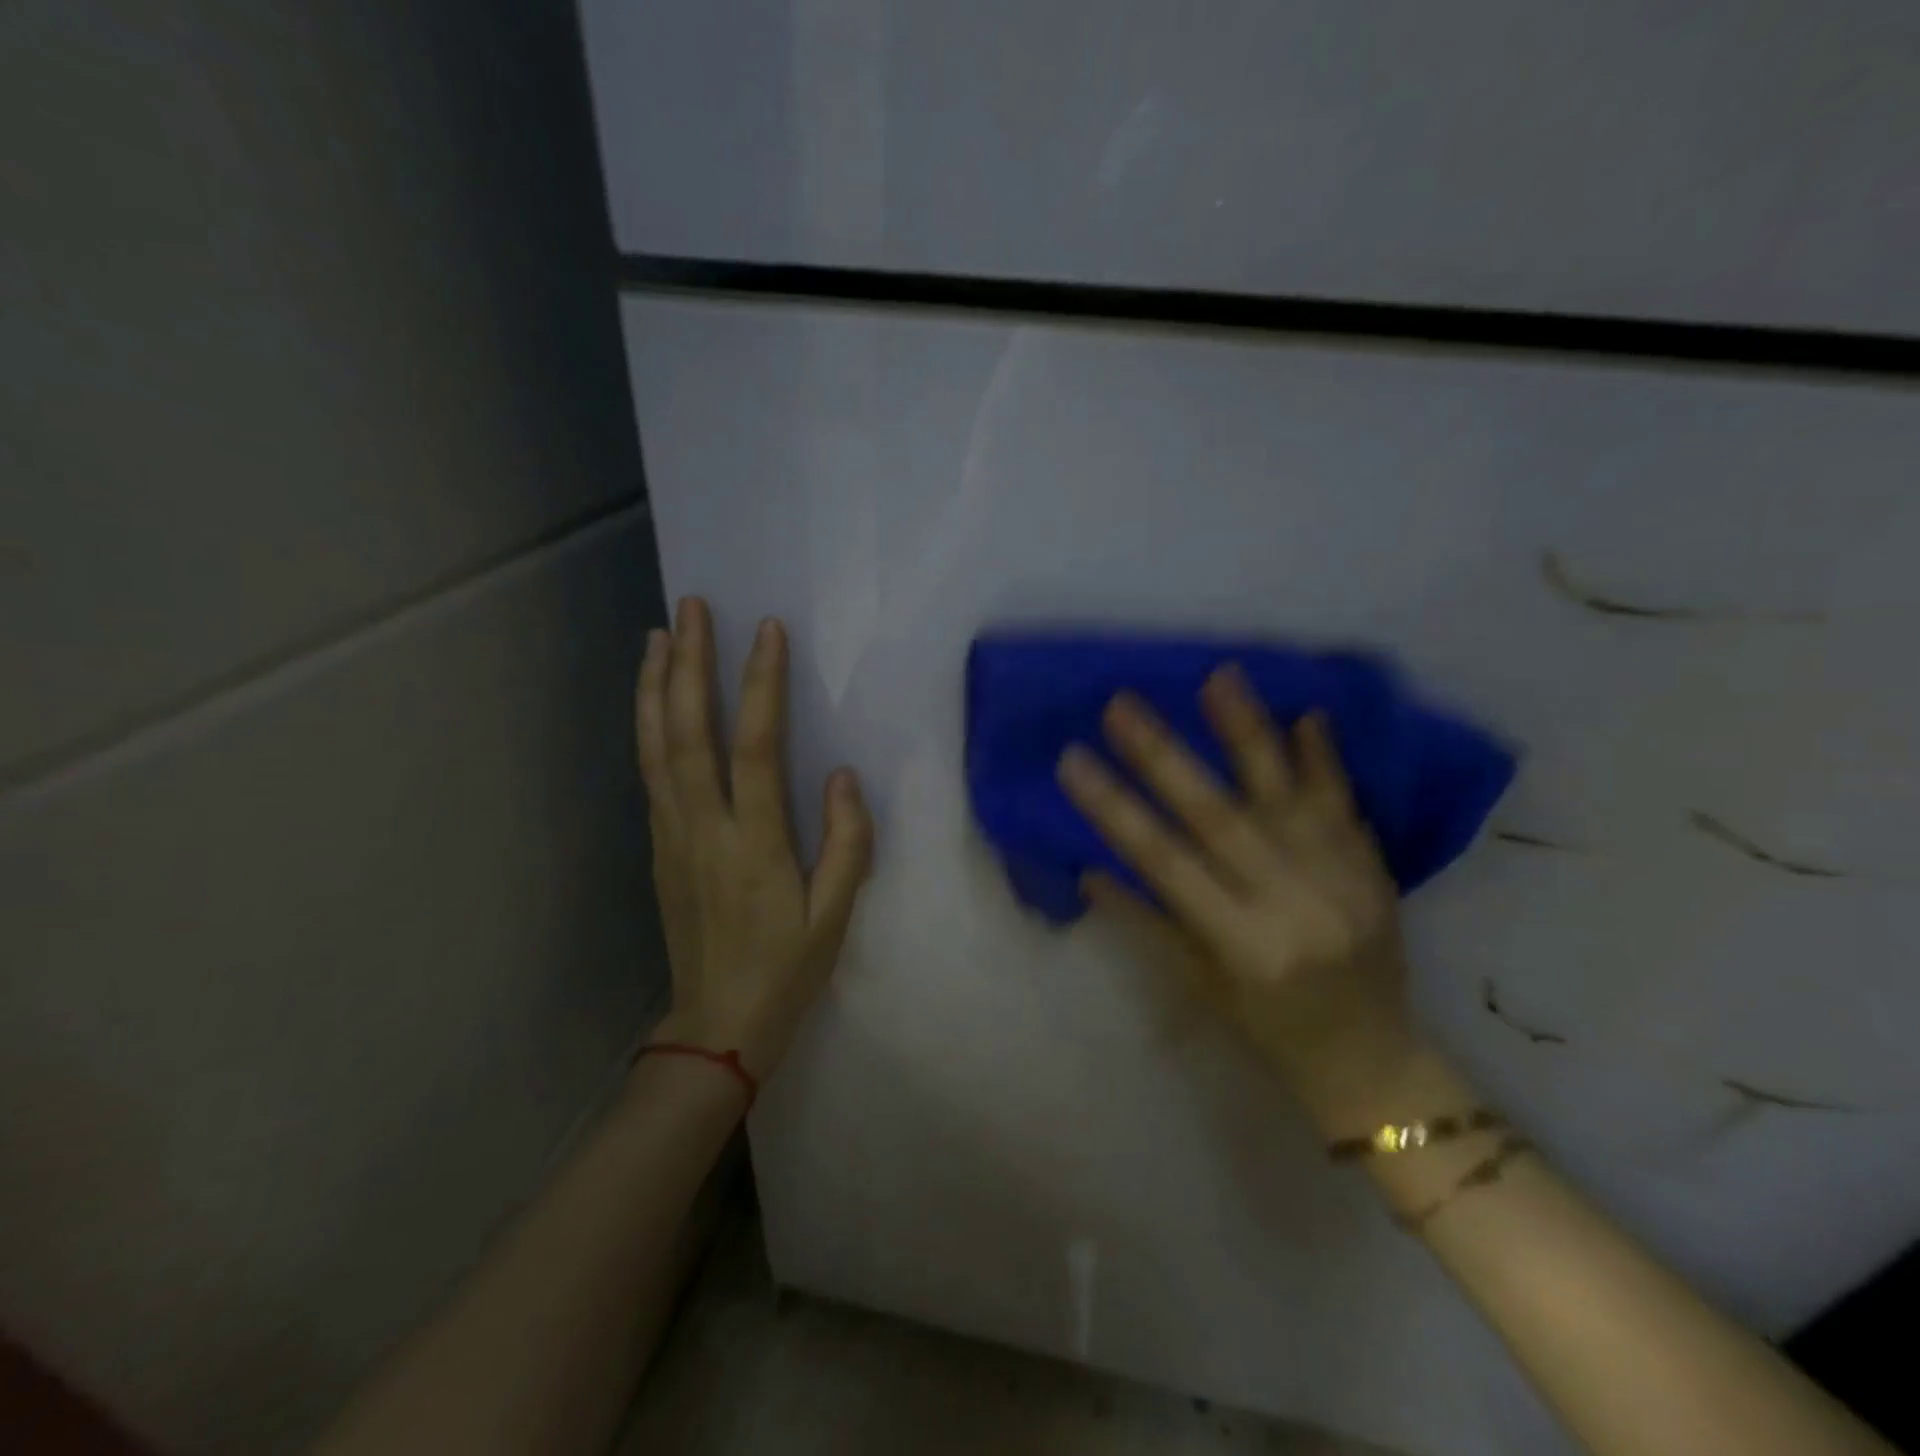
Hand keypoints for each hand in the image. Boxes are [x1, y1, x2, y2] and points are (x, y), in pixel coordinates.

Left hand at [635, 598, 872, 1082]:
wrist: (716, 1025)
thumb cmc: (786, 970)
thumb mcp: (836, 916)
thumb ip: (847, 844)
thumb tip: (843, 776)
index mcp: (753, 845)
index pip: (755, 749)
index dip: (761, 686)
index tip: (766, 631)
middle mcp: (703, 829)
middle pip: (688, 733)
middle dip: (688, 665)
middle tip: (691, 609)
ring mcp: (672, 836)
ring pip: (656, 748)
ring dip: (656, 688)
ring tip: (658, 636)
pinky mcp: (658, 846)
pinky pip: (650, 773)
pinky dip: (648, 727)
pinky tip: (654, 702)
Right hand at [1058, 667, 1413, 1092]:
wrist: (1373, 1060)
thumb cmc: (1268, 1030)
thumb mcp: (1198, 986)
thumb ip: (1147, 921)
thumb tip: (1090, 866)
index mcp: (1242, 944)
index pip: (1165, 861)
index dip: (1114, 809)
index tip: (1072, 760)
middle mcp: (1292, 904)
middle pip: (1218, 816)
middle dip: (1164, 756)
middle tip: (1121, 705)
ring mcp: (1341, 880)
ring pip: (1285, 795)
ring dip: (1248, 733)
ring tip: (1217, 677)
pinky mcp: (1373, 869)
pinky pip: (1345, 803)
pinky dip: (1323, 757)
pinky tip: (1306, 712)